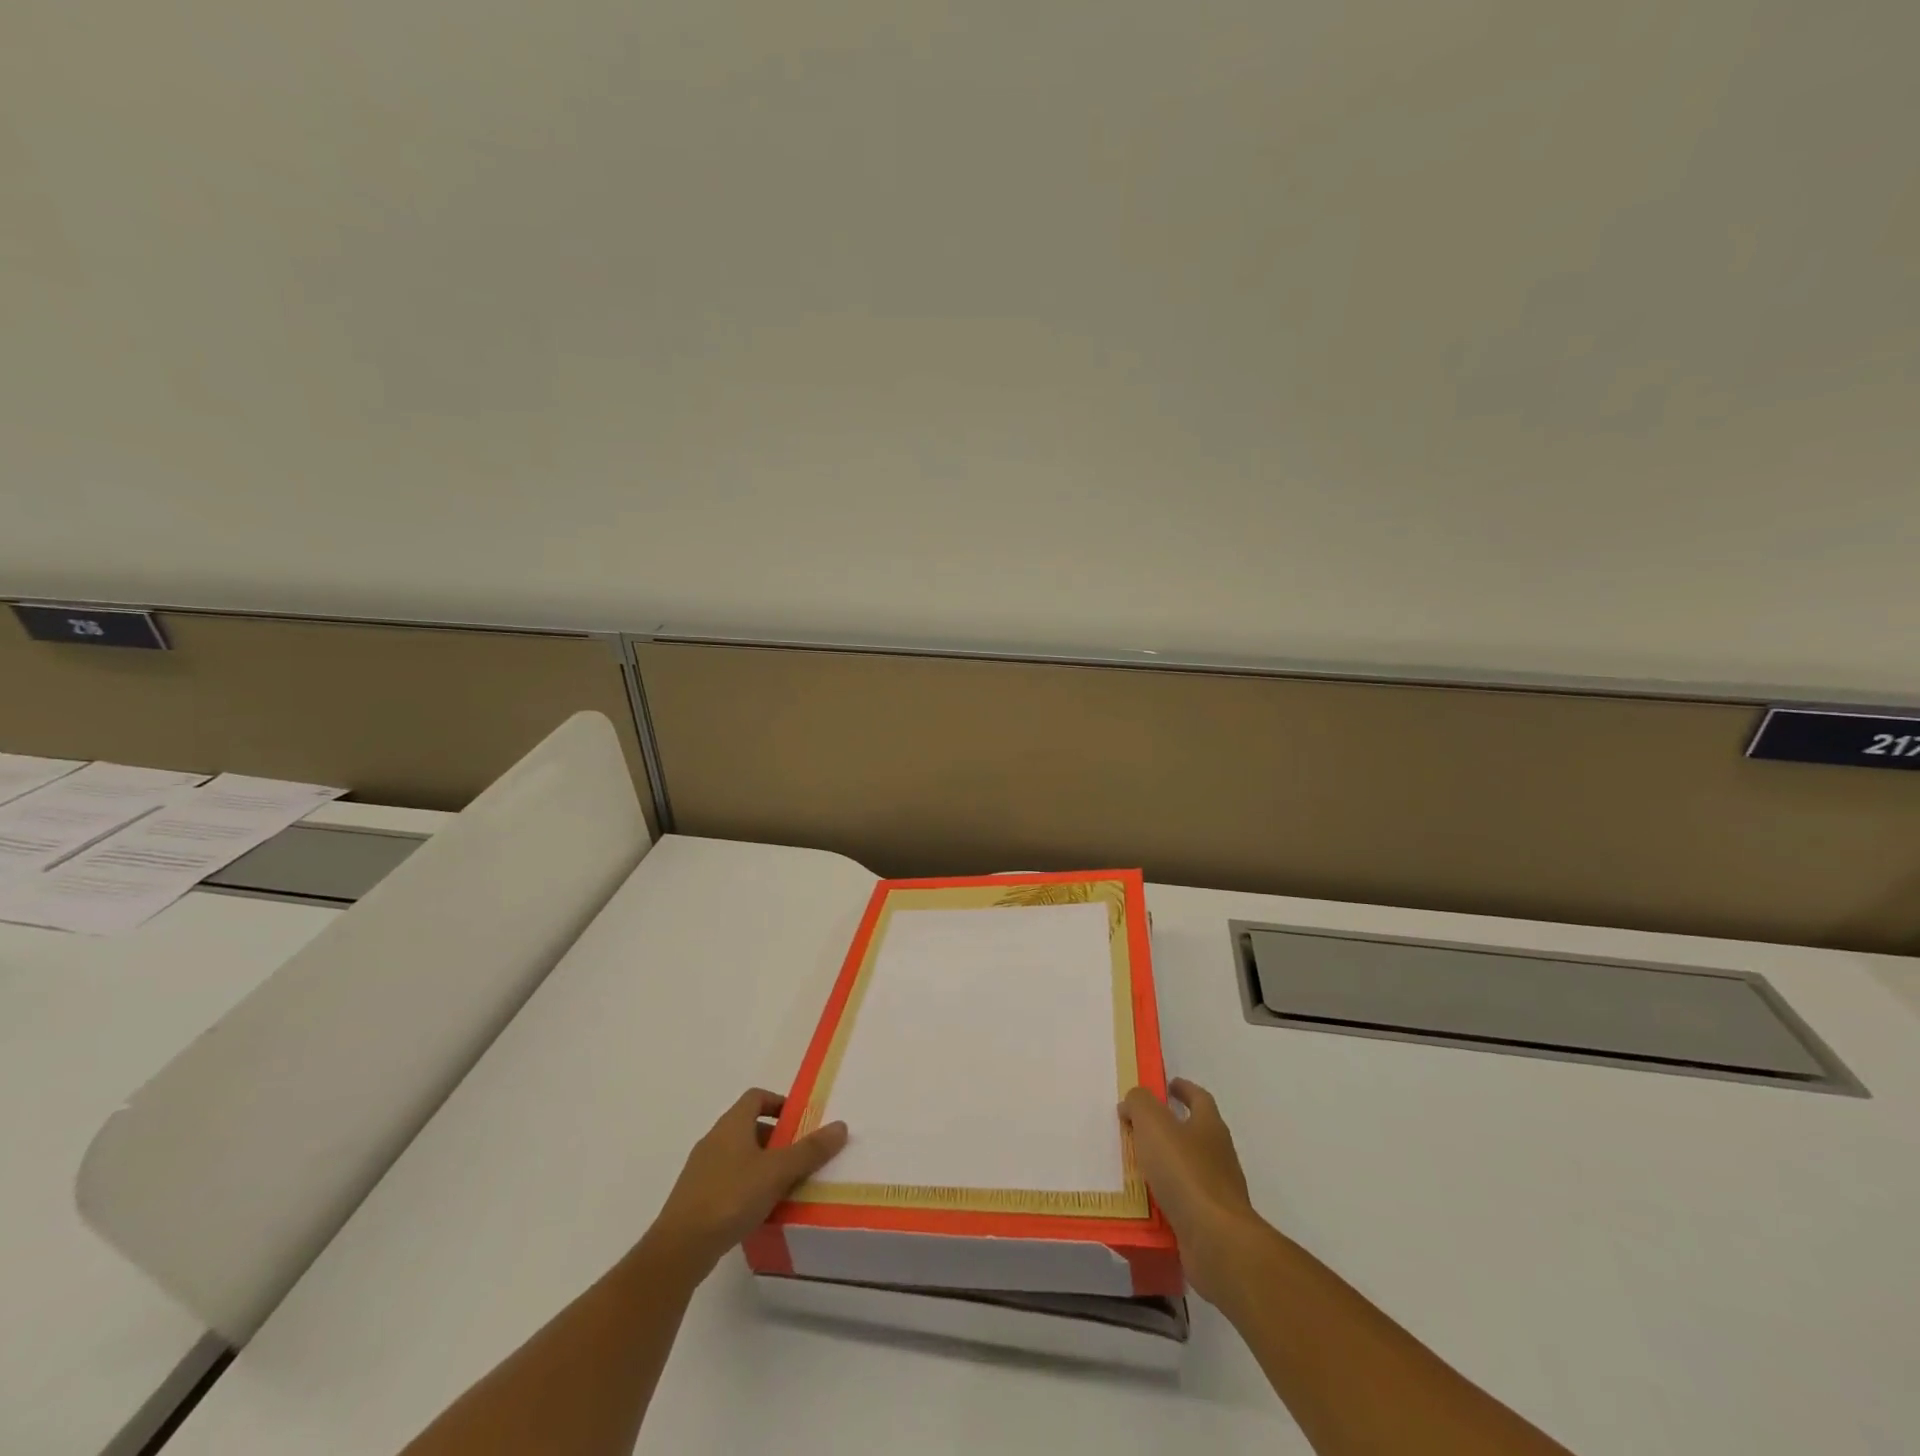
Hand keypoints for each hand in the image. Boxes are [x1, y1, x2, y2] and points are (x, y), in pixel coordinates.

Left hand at [648, 1089, 847, 1275]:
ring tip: (783, 1186)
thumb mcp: (777, 1172)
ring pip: (738, 1155)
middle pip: (749, 1126)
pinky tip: (758, 1210)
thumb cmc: (730, 1198)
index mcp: (732, 1124)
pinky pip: (727, 1180)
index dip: (779, 1103)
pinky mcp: (695, 1198)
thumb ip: (809, 1150)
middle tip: (798, 1156)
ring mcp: (701, 1169)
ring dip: (761, 1164)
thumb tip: (841, 1126)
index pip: (756, 1097)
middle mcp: (714, 1139)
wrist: (679, 1249)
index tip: (799, 1121)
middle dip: (776, 1138)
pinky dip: (746, 1186)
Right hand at [1121, 1077, 1262, 1302]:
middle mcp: (1219, 1155)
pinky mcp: (1212, 1224)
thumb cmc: (1185, 1173)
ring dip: (1165, 1166)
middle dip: (1170, 1128)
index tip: (1167, 1086)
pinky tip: (1144, 1204)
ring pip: (1188, 1169)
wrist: (1217, 1242)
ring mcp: (1219, 1191)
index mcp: (1210, 1126)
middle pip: (1195, 1133)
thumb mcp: (1153, 1124)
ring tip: (1135, 1166)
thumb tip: (1133, 1102)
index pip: (1199, 1098)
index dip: (1183, 1089)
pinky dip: (1165, 1200)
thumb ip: (1140, 1104)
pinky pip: (1183, 1203)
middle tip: (1139, 1127)